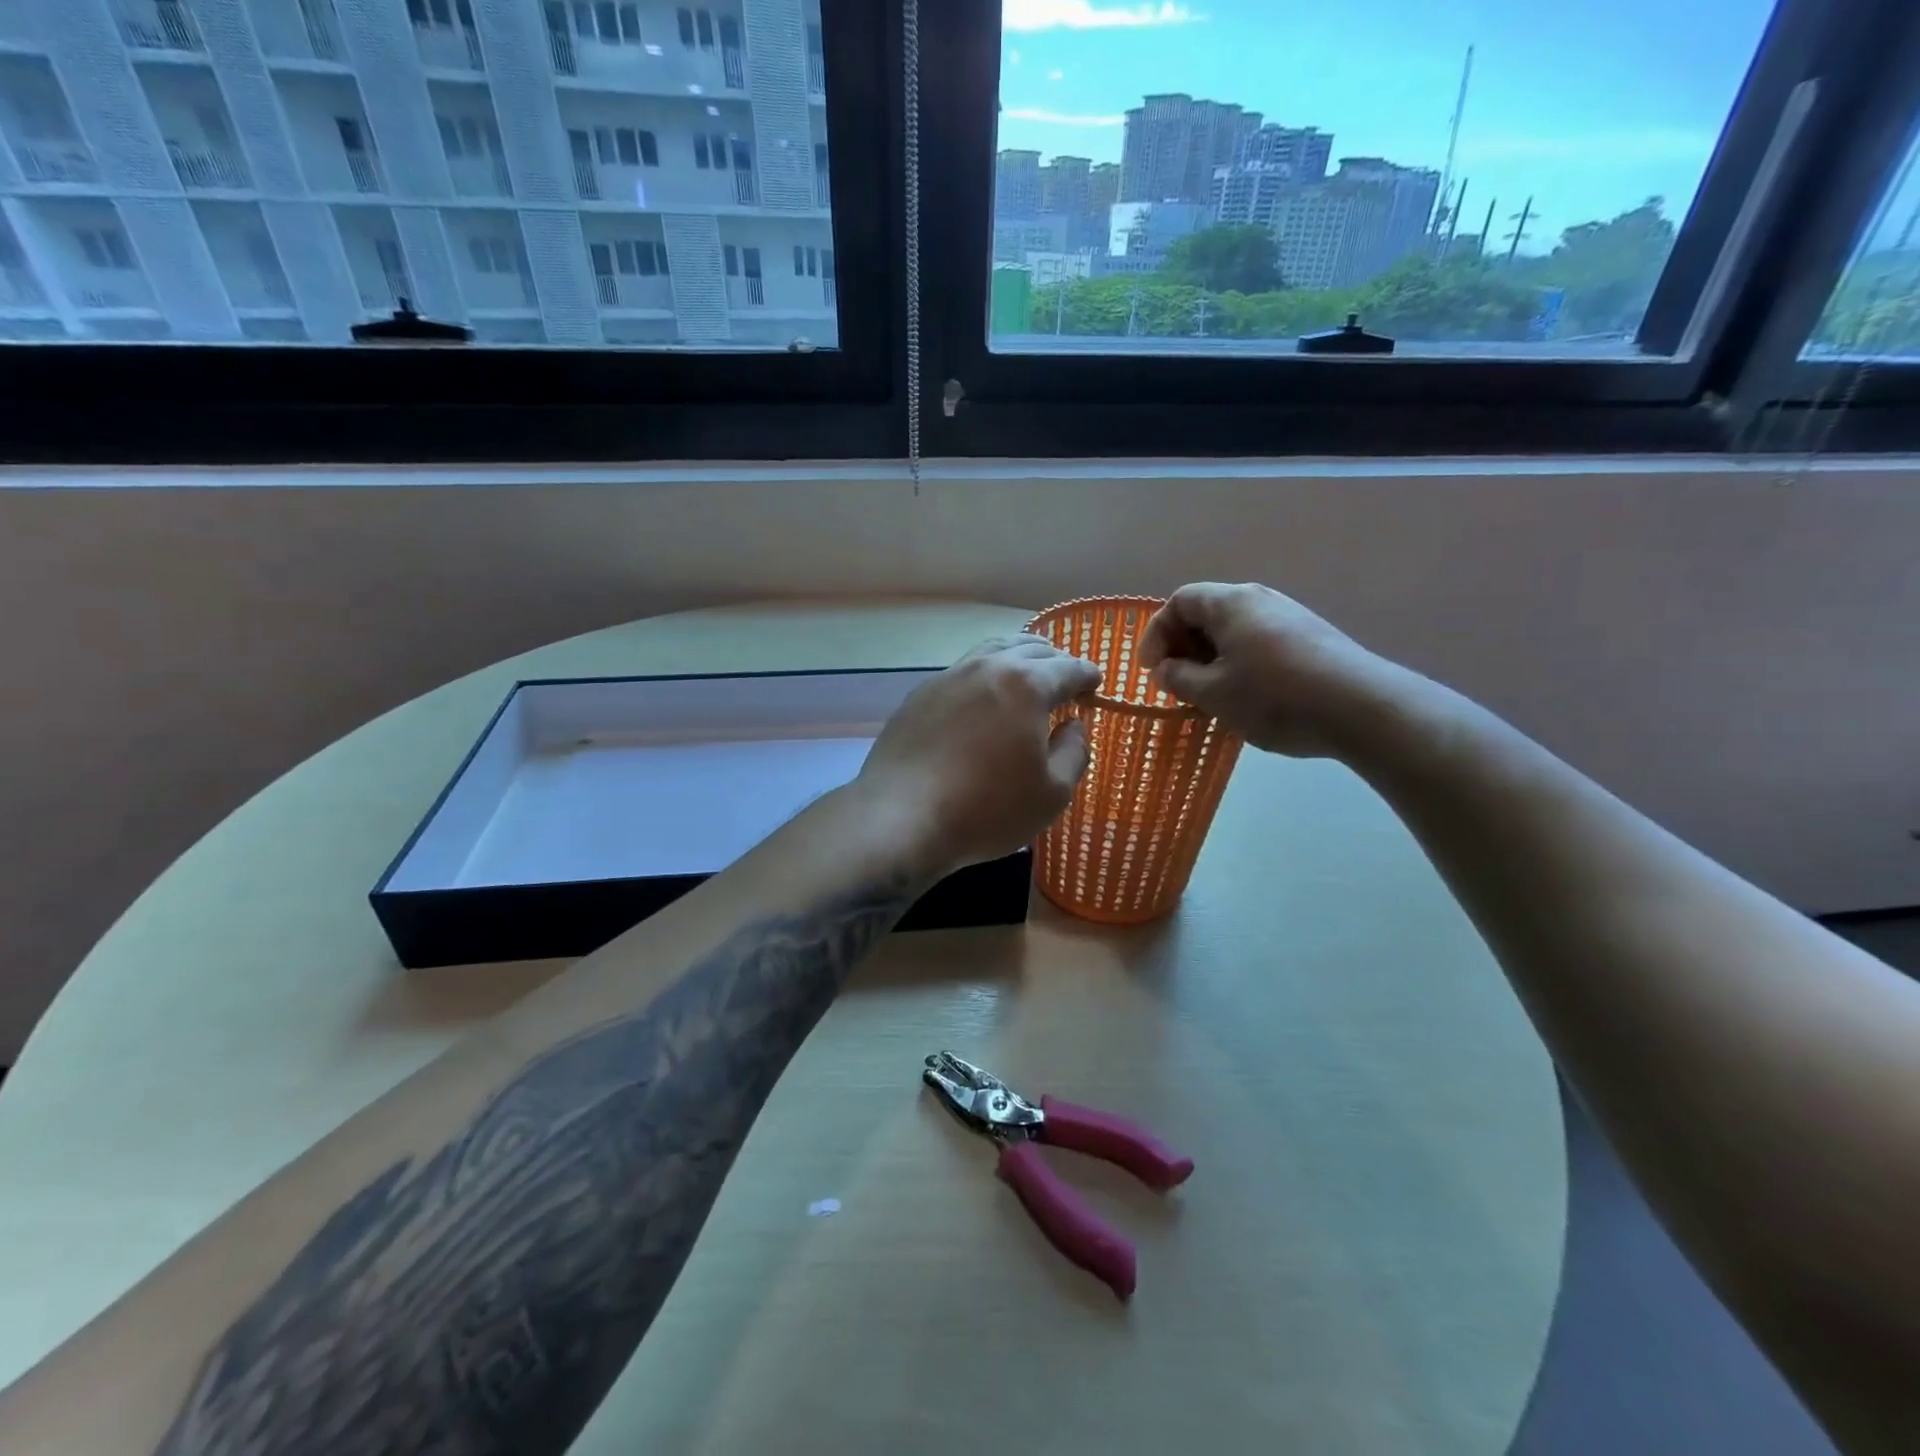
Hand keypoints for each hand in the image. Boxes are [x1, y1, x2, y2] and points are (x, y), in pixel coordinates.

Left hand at [857, 635, 1100, 872]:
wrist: (902, 816)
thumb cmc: (987, 808)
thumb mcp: (1052, 793)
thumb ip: (1074, 752)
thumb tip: (1074, 725)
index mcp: (1026, 684)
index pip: (1068, 667)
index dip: (1087, 675)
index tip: (1095, 685)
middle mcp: (987, 668)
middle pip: (1029, 649)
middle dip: (1054, 661)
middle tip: (1065, 680)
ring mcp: (947, 678)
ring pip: (990, 653)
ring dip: (1016, 660)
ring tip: (1025, 678)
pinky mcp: (918, 697)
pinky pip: (960, 673)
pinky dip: (982, 678)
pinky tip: (980, 701)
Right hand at [1137, 583, 1395, 757]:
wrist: (1361, 708)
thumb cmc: (1274, 698)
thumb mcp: (1213, 694)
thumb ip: (1178, 678)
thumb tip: (1166, 669)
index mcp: (1231, 603)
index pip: (1180, 601)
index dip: (1157, 633)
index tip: (1151, 670)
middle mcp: (1260, 599)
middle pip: (1207, 612)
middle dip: (1183, 647)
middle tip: (1176, 682)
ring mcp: (1289, 616)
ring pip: (1234, 630)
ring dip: (1211, 658)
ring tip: (1208, 694)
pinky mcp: (1310, 638)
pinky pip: (1258, 642)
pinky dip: (1238, 663)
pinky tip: (1245, 696)